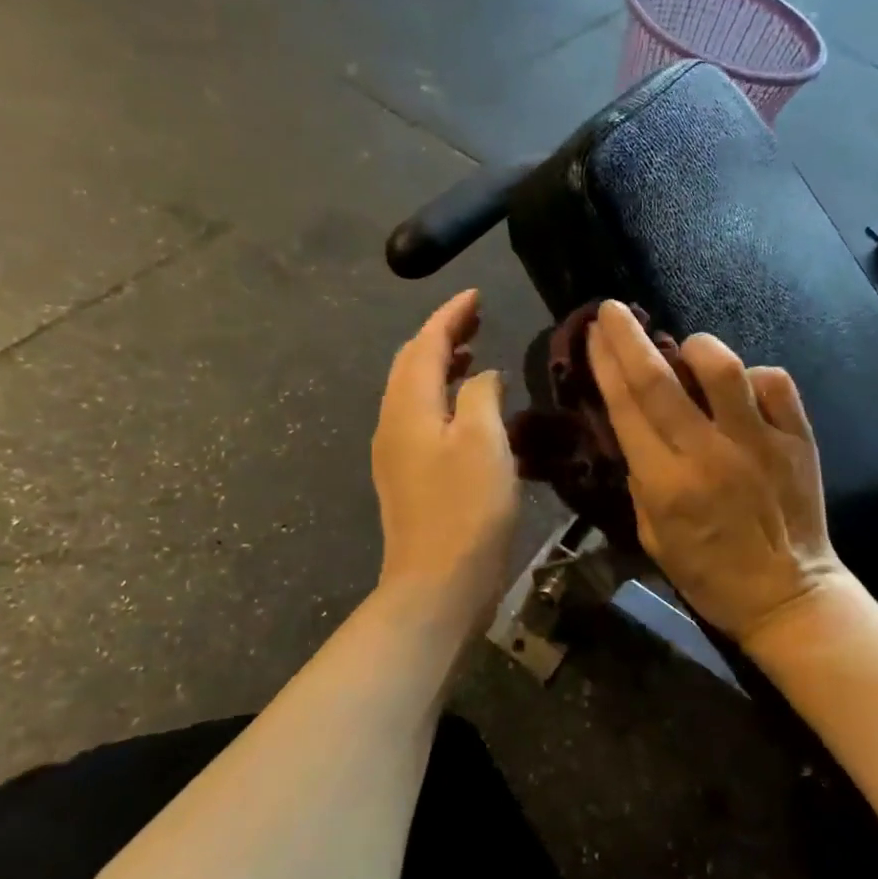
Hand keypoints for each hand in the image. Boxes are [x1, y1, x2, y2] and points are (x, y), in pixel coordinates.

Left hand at [373, 290, 519, 623]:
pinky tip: (467, 410)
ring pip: (413, 392)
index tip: (476, 294)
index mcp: (408, 407)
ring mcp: (395, 453)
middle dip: (441, 335)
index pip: (425, 344)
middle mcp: (393, 423)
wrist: (436, 585)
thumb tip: (482, 376)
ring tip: (471, 354)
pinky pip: (420, 419)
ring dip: (440, 366)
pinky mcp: (406, 477)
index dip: (450, 314)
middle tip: (476, 319)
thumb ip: (482, 395)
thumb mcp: (484, 442)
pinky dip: (442, 399)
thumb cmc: (466, 510)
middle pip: (411, 364)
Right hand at [588, 299, 848, 648]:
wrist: (787, 595)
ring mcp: (759, 442)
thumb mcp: (652, 535)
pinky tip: (742, 388)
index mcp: (667, 483)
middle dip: (629, 337)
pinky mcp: (798, 439)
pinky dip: (753, 376)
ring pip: (723, 369)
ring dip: (696, 348)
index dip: (606, 364)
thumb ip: (641, 480)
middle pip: (660, 379)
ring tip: (686, 348)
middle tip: (613, 308)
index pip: (627, 407)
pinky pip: (774, 384)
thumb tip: (636, 431)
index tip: (594, 333)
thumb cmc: (709, 574)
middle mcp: (709, 453)